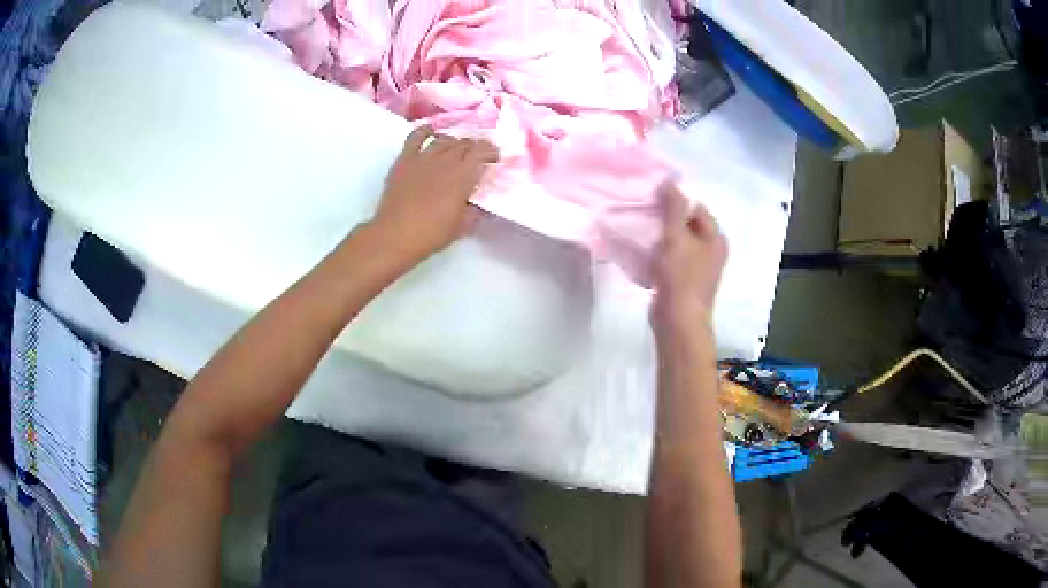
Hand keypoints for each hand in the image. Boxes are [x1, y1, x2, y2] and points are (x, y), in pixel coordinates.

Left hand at [370, 125, 498, 263]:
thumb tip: (480, 201)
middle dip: (474, 148)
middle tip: (476, 157)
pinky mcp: (404, 160)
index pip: (482, 152)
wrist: (394, 236)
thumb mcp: (463, 226)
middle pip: (464, 144)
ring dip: (454, 142)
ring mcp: (423, 158)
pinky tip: (430, 131)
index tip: (494, 159)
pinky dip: (425, 130)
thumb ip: (476, 210)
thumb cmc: (431, 234)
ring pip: (444, 139)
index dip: (491, 152)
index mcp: (462, 176)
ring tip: (456, 149)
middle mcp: (445, 161)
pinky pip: (415, 137)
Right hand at [650, 183, 727, 341]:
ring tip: (641, 231)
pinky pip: (672, 260)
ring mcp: (699, 268)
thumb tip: (670, 182)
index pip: (697, 208)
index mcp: (715, 238)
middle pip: (688, 225)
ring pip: (678, 243)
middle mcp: (711, 251)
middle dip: (667, 219)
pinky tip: (644, 254)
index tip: (653, 200)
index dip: (677, 201)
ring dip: (661, 237)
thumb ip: (673, 208)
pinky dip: (660, 255)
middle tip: (645, 214)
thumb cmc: (680, 276)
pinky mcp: (685, 282)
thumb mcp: (676, 236)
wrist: (678, 320)